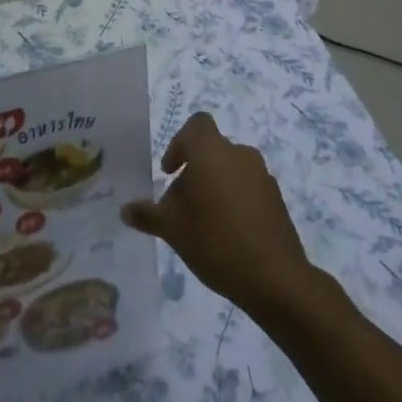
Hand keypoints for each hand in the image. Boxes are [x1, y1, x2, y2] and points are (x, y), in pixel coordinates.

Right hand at [120, 114, 316, 323]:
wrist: (274, 277)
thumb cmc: (215, 241)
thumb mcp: (172, 229)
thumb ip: (148, 214)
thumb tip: (125, 209)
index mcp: (211, 151)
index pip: (196, 125)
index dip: (179, 143)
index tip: (170, 172)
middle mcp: (238, 153)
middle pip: (211, 150)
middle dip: (193, 172)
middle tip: (181, 207)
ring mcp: (261, 175)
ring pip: (230, 169)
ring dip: (214, 186)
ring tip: (203, 224)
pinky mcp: (276, 197)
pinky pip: (248, 187)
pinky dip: (235, 200)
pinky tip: (228, 234)